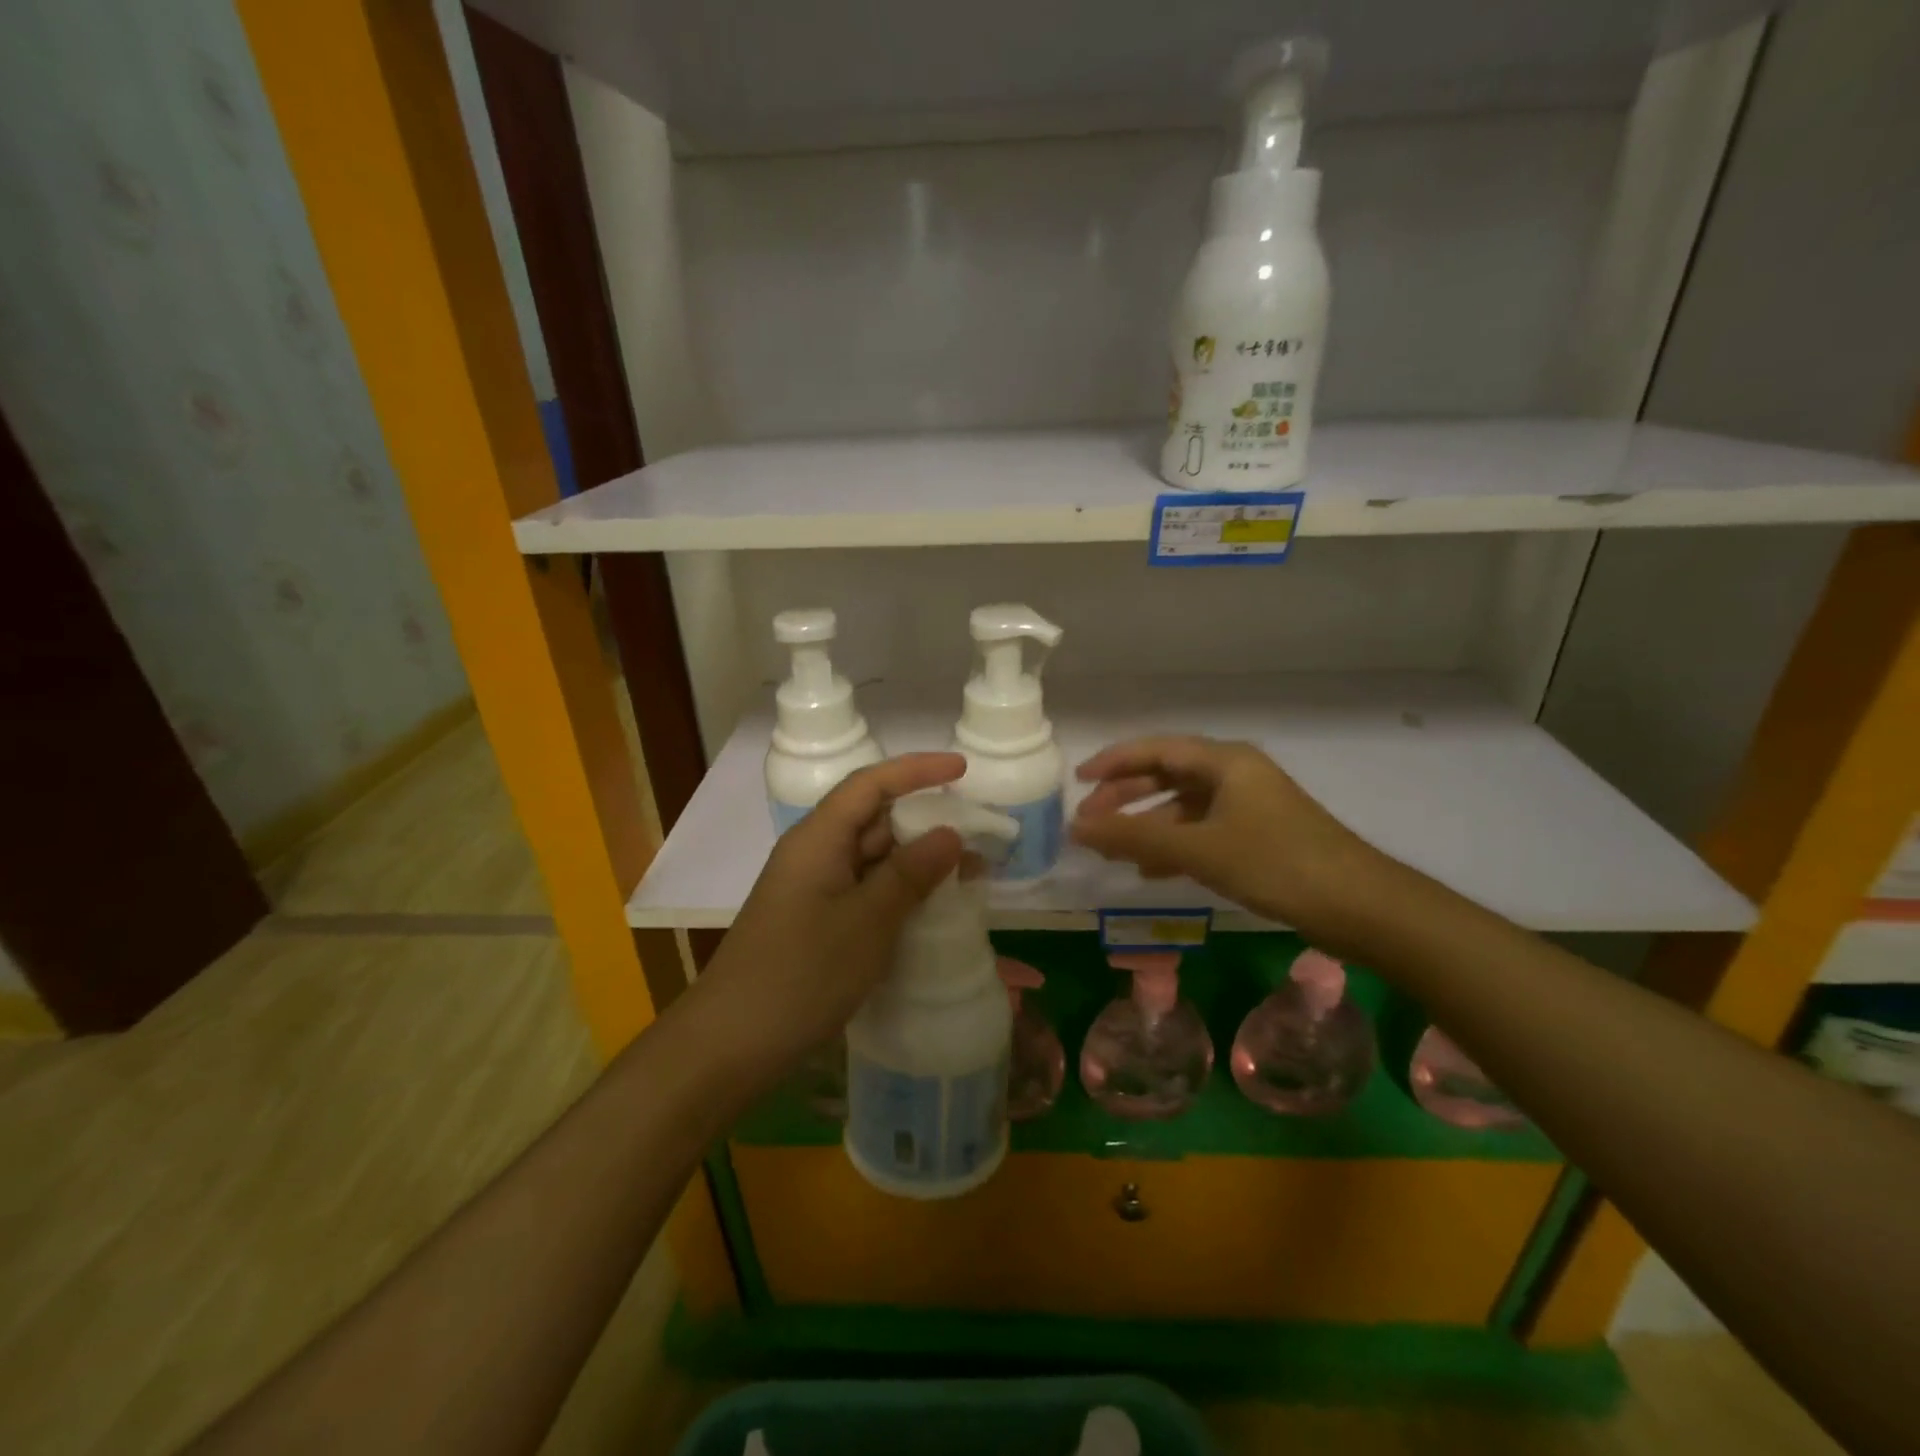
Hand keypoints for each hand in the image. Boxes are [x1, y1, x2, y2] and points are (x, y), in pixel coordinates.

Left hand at [687, 753, 966, 1084]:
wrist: (732, 1044)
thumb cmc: (800, 974)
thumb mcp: (866, 921)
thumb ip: (910, 874)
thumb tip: (950, 833)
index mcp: (818, 839)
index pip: (871, 784)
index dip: (917, 770)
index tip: (963, 769)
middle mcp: (814, 854)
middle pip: (874, 818)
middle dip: (926, 820)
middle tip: (979, 833)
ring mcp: (814, 889)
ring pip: (873, 858)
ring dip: (918, 861)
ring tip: (971, 872)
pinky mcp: (817, 921)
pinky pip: (865, 890)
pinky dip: (900, 892)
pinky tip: (933, 908)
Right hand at [1070, 736, 1386, 934]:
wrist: (1360, 907)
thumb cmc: (1276, 864)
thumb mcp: (1198, 849)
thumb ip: (1134, 836)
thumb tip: (1076, 827)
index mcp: (1224, 761)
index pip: (1154, 750)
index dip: (1113, 762)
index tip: (1077, 782)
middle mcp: (1235, 774)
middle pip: (1166, 775)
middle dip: (1125, 797)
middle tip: (1088, 820)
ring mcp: (1248, 805)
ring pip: (1183, 807)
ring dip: (1147, 825)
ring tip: (1114, 851)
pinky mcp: (1258, 836)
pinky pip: (1202, 830)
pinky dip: (1173, 845)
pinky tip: (1153, 870)